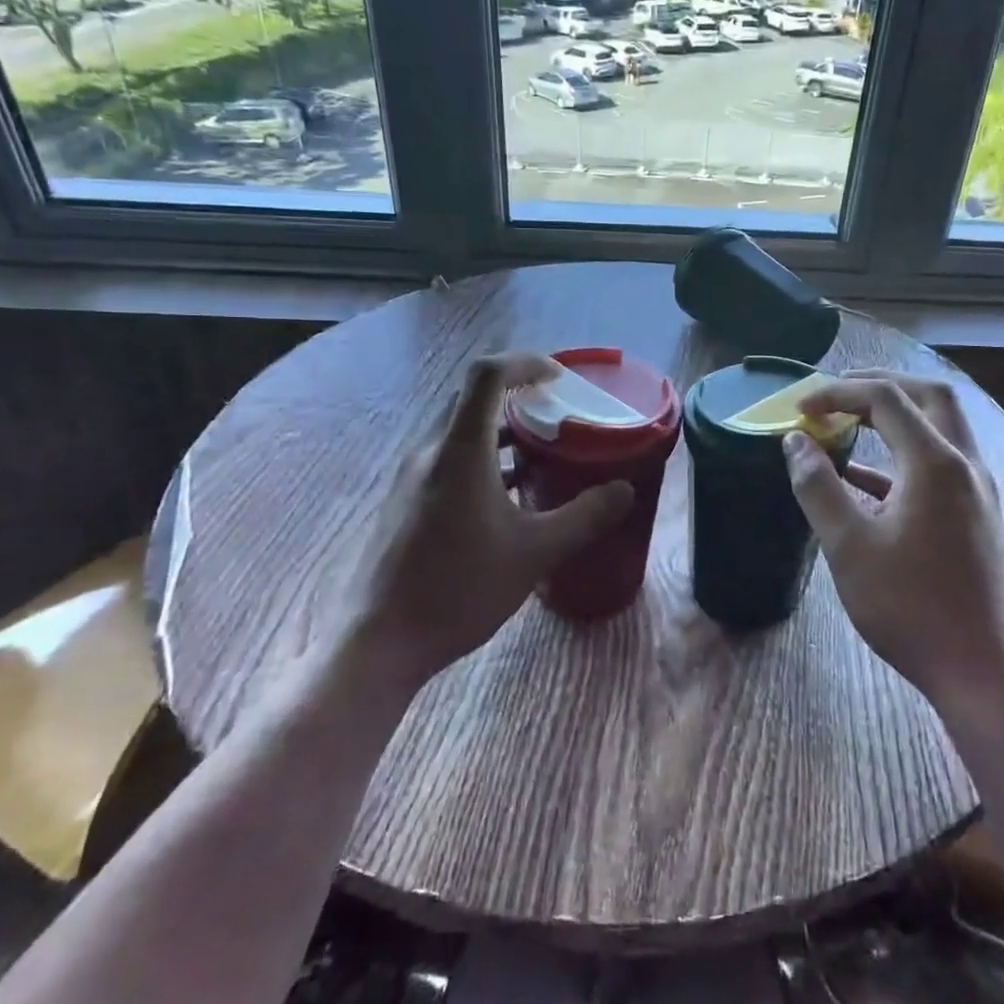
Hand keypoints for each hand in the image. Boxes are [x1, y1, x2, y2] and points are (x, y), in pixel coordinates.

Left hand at [352, 353, 632, 684]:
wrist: (379, 641)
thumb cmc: (458, 589)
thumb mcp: (534, 553)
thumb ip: (584, 517)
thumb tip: (624, 490)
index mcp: (460, 450)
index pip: (487, 375)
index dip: (526, 362)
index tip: (560, 377)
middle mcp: (431, 451)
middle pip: (473, 399)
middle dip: (519, 395)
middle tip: (560, 411)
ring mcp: (412, 477)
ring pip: (461, 431)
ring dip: (502, 430)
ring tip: (544, 451)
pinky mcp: (406, 501)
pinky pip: (449, 459)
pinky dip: (484, 458)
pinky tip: (510, 494)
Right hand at [782, 371, 1003, 710]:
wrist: (982, 671)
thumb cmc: (909, 606)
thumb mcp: (848, 546)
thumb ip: (817, 486)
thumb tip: (795, 441)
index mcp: (935, 463)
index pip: (886, 399)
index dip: (838, 393)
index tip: (800, 409)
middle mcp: (965, 465)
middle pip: (929, 397)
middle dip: (879, 386)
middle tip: (835, 394)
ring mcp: (978, 491)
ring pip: (940, 428)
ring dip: (895, 417)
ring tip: (847, 426)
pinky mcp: (977, 517)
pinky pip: (940, 465)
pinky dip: (902, 456)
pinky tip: (866, 481)